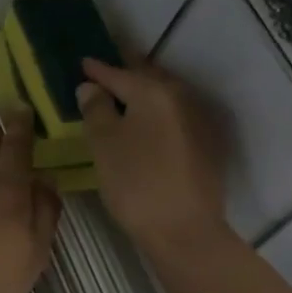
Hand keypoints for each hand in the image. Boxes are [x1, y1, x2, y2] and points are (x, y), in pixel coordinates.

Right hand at [77, 58, 227, 252]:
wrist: (185, 230)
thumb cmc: (136, 183)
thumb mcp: (104, 144)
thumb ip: (96, 109)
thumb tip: (91, 87)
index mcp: (154, 92)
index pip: (119, 73)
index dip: (98, 69)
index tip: (83, 62)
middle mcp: (182, 97)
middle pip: (149, 78)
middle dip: (127, 72)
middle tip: (106, 70)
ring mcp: (199, 120)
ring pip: (166, 96)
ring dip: (146, 91)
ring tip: (125, 94)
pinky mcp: (208, 144)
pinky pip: (177, 115)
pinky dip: (159, 112)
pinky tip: (148, 123)